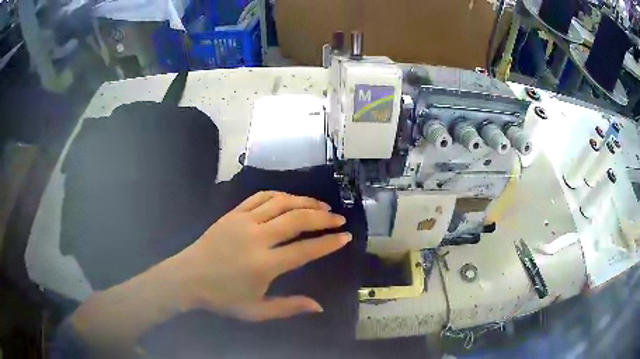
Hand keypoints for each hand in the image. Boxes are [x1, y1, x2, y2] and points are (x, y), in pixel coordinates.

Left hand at [165, 191, 350, 321]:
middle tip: (339, 218)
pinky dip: (280, 194)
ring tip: (322, 205)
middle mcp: (257, 238)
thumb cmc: (222, 298)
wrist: (188, 277)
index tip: (345, 236)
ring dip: (304, 201)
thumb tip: (319, 306)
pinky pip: (260, 197)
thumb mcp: (255, 311)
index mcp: (264, 265)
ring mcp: (243, 221)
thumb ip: (288, 307)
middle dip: (322, 217)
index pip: (305, 249)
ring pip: (281, 203)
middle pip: (296, 219)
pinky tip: (291, 198)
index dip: (328, 243)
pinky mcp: (233, 213)